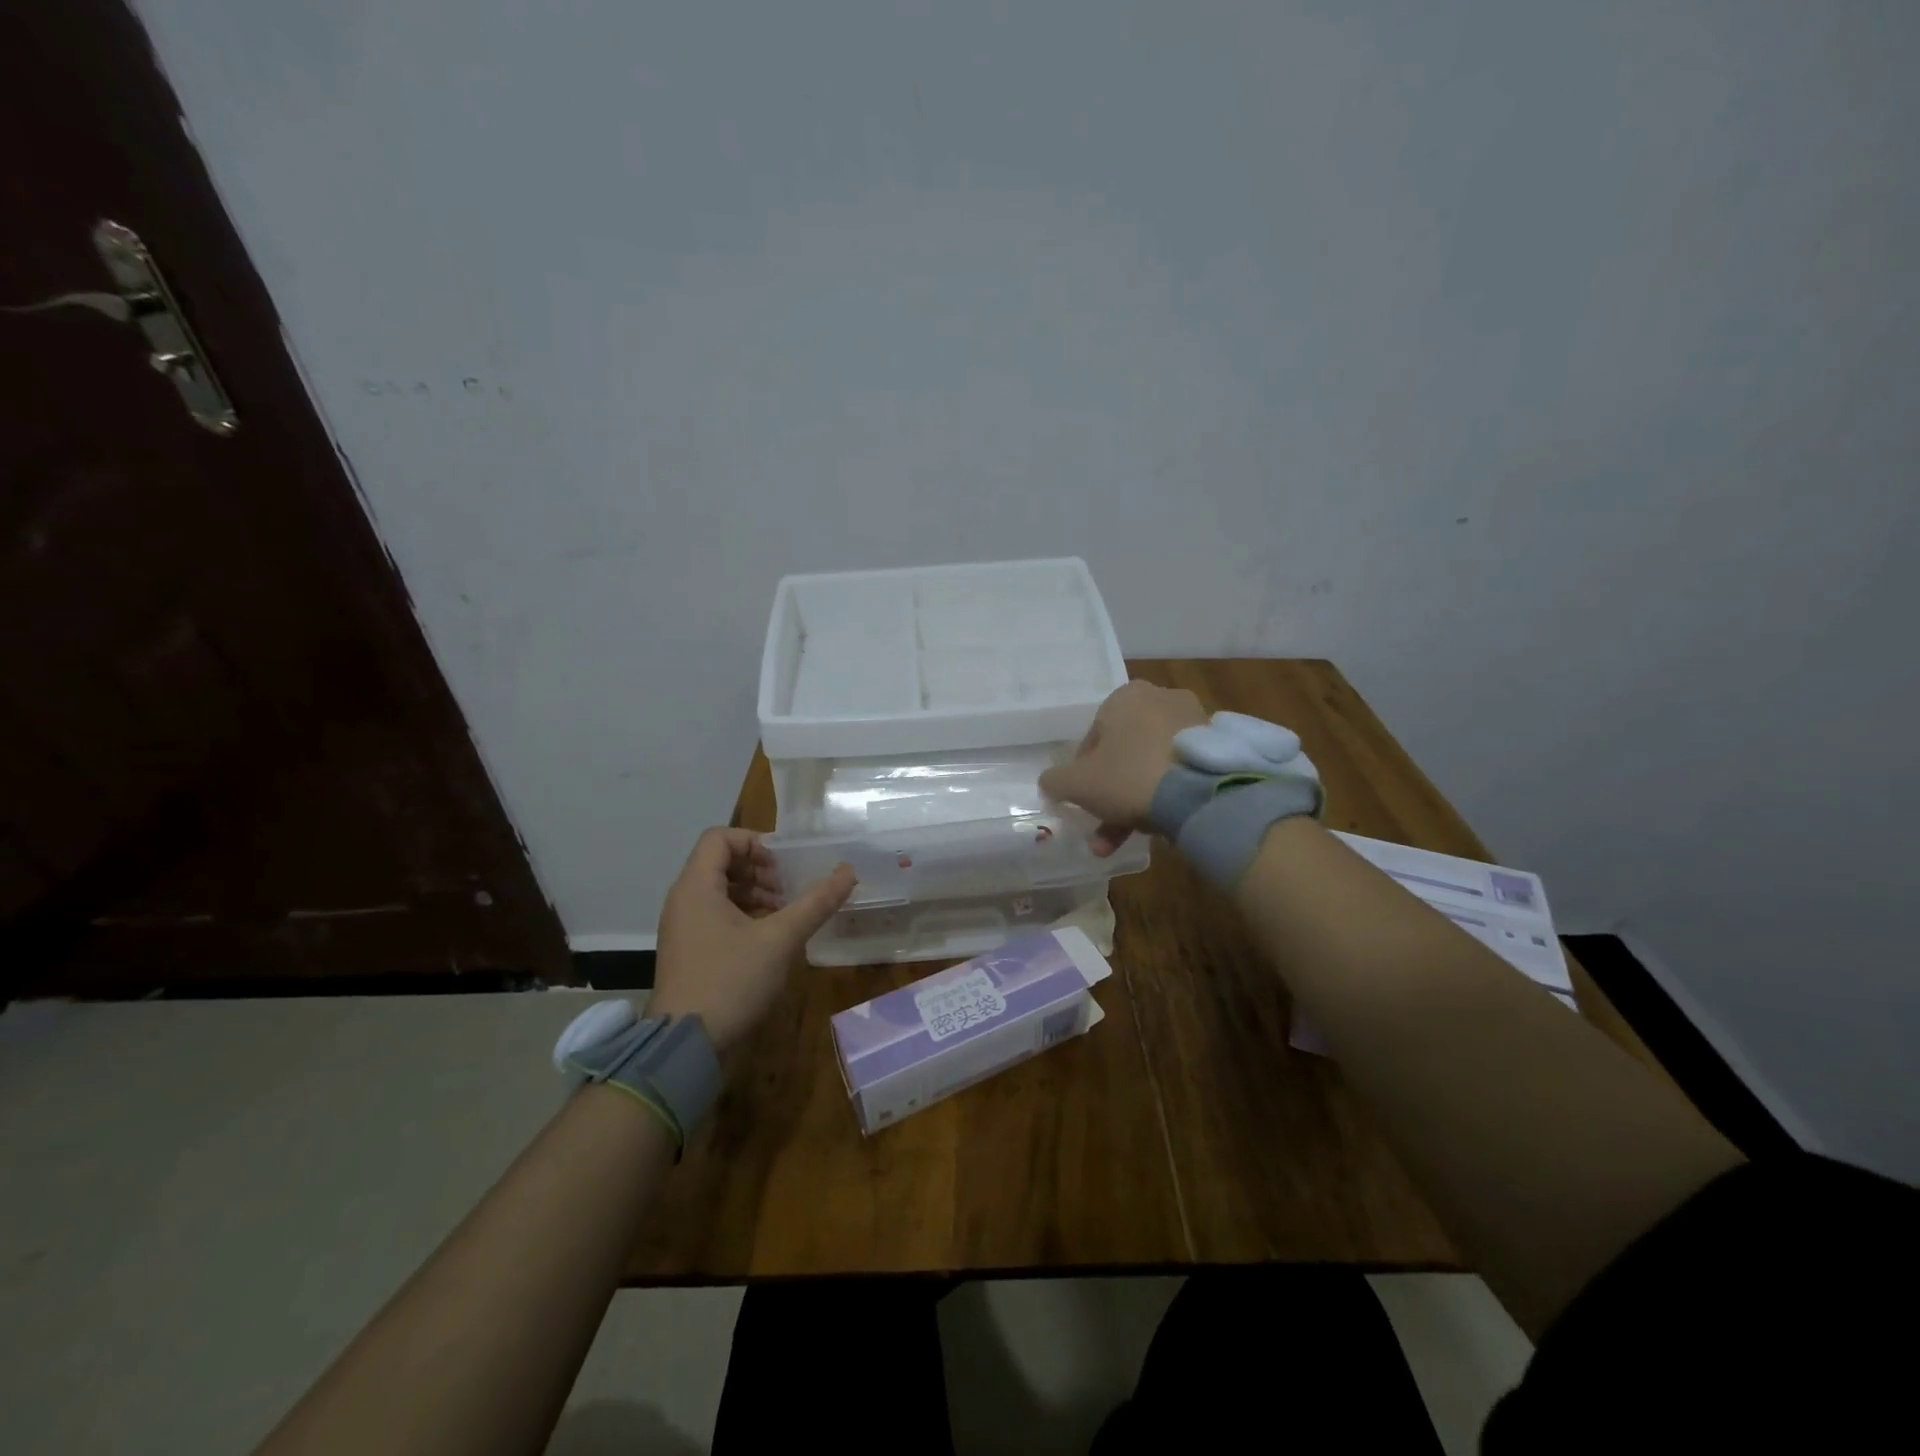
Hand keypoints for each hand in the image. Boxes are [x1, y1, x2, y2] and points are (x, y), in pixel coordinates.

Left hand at [647, 828, 855, 1055]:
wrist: (685, 1048)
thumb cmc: (730, 982)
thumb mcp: (780, 939)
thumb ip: (816, 903)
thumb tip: (849, 872)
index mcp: (696, 887)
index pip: (720, 838)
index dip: (755, 842)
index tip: (785, 864)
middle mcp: (684, 900)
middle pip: (720, 862)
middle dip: (760, 869)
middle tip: (790, 888)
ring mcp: (683, 928)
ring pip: (720, 891)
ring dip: (755, 893)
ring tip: (786, 912)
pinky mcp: (689, 952)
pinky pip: (716, 916)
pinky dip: (744, 915)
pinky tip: (771, 937)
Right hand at [1039, 680, 1206, 855]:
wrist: (1201, 793)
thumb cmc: (1129, 776)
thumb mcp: (1077, 783)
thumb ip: (1056, 781)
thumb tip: (1049, 783)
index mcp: (1126, 696)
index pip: (1093, 736)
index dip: (1082, 772)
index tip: (1083, 800)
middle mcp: (1161, 699)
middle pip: (1124, 754)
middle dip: (1110, 795)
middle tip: (1101, 827)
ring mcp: (1193, 723)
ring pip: (1151, 767)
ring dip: (1133, 803)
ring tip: (1121, 843)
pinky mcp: (1216, 748)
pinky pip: (1178, 772)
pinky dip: (1165, 796)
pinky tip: (1155, 827)